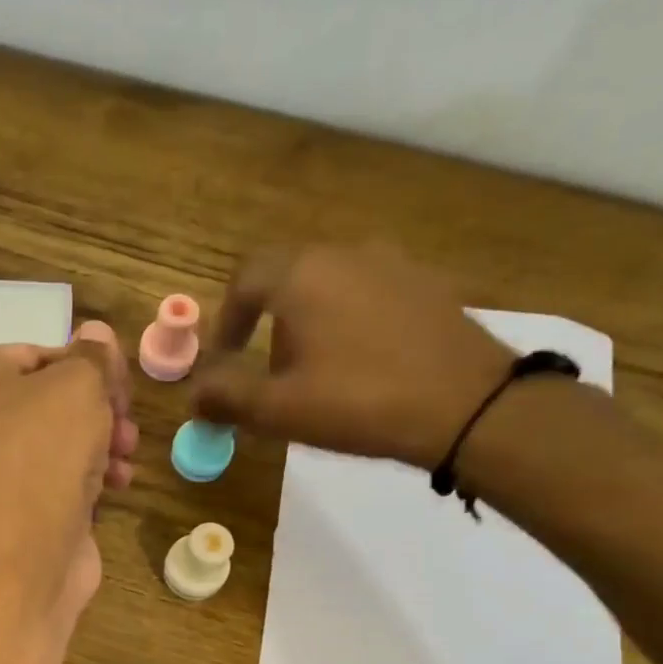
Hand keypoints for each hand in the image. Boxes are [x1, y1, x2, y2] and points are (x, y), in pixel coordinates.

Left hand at [0, 332, 137, 624]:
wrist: (19, 561)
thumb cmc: (43, 455)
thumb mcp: (79, 386)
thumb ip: (93, 357)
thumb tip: (97, 335)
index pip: (38, 353)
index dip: (87, 366)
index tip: (121, 386)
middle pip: (50, 400)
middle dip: (99, 409)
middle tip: (126, 422)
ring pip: (58, 441)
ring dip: (102, 443)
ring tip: (127, 455)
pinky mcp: (13, 510)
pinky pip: (55, 479)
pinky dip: (87, 477)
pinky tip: (117, 485)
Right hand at [190, 243, 514, 469]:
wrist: (469, 405)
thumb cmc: (359, 402)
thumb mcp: (279, 409)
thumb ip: (226, 397)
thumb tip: (193, 395)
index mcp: (303, 275)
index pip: (245, 280)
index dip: (226, 321)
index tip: (225, 360)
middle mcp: (346, 254)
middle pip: (288, 279)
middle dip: (268, 325)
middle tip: (268, 375)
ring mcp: (394, 264)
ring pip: (330, 286)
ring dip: (309, 324)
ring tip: (316, 374)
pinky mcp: (428, 285)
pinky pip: (369, 295)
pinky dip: (350, 323)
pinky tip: (362, 366)